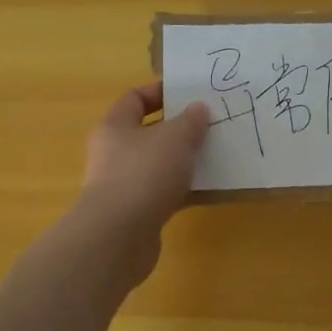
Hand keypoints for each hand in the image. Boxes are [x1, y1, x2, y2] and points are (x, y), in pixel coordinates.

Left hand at [79, 82, 211, 242]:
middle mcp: (114, 152)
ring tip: (217, 154)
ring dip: (185, 160)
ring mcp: (124, 184)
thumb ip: (190, 120)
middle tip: (211, 124)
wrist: (118, 238)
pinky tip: (210, 188)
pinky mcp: (136, 213)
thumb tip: (198, 109)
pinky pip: (165, 192)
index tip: (191, 94)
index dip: (161, 92)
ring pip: (159, 164)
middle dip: (180, 128)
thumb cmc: (143, 174)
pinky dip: (185, 189)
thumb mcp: (175, 138)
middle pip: (149, 132)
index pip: (135, 98)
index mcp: (115, 126)